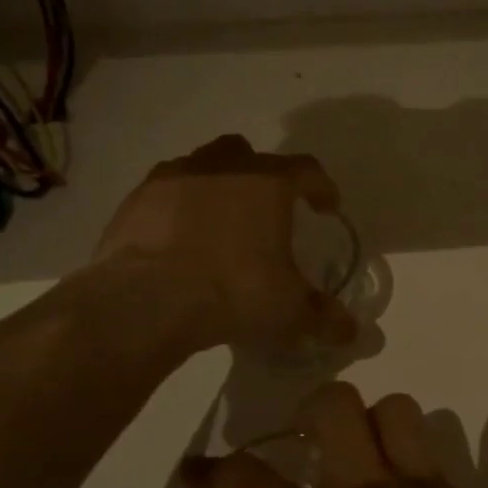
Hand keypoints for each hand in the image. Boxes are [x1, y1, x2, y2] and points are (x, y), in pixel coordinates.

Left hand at [97, 134, 358, 351]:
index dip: (321, 187)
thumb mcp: (287, 311)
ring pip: (203, 165)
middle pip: (250, 154)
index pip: (307, 170)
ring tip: (219, 221)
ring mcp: (175, 176)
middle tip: (266, 210)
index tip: (326, 207)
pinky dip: (177, 206)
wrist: (146, 299)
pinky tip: (178, 237)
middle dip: (262, 176)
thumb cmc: (233, 292)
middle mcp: (224, 166)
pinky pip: (166, 191)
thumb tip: (350, 332)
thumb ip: (322, 317)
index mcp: (269, 182)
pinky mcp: (137, 198)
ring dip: (217, 185)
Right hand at [183, 383, 487, 487]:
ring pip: (397, 411)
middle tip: (302, 450)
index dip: (212, 472)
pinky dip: (411, 471)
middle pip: (334, 404)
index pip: (245, 480)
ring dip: (370, 427)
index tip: (198, 474)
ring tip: (362, 466)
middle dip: (307, 414)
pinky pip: (435, 461)